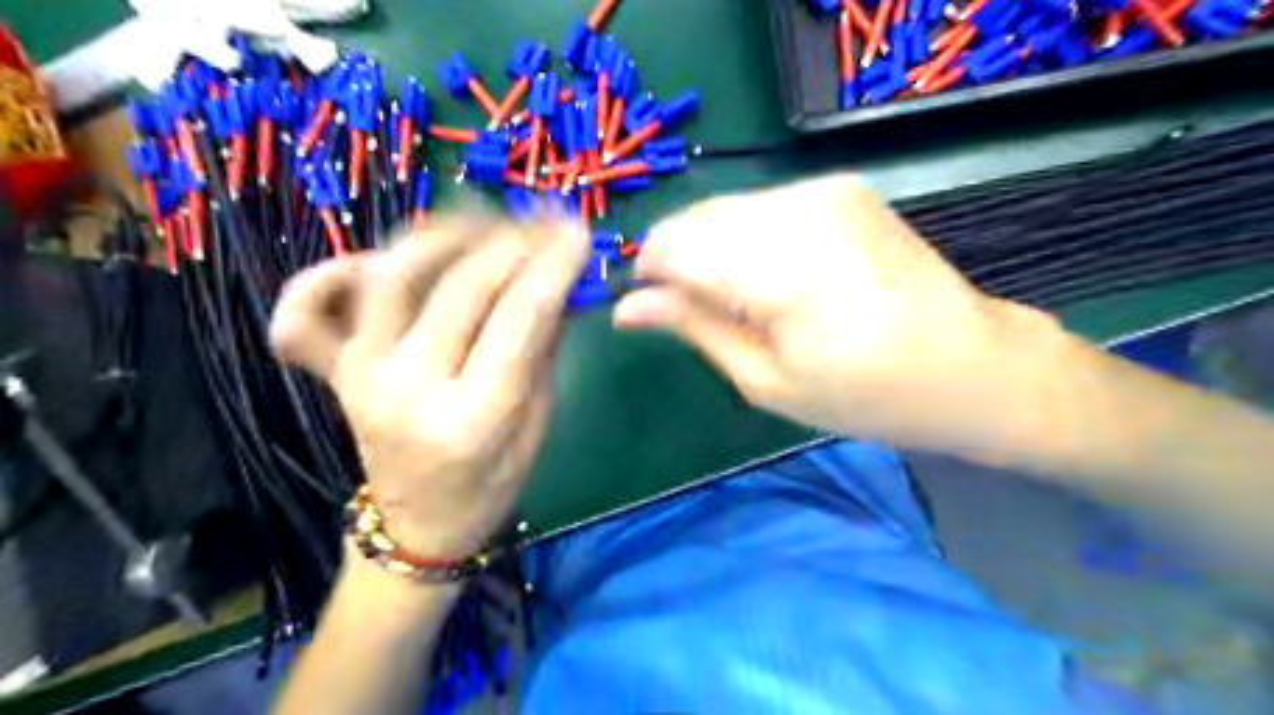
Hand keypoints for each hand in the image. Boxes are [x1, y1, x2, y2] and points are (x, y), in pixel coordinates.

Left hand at [272, 219, 588, 558]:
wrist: (418, 526)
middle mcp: (409, 392)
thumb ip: (544, 349)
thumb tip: (556, 281)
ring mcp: (361, 377)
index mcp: (474, 420)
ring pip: (392, 276)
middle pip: (463, 288)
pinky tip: (376, 260)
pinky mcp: (335, 371)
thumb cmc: (491, 482)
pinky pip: (305, 311)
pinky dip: (330, 273)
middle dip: (514, 242)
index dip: (553, 267)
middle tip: (544, 220)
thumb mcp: (538, 424)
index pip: (519, 319)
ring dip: (442, 235)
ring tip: (482, 221)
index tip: (578, 232)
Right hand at [613, 173, 1049, 458]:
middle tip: (697, 316)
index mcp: (783, 266)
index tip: (651, 312)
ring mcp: (824, 188)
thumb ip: (694, 329)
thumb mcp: (767, 380)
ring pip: (722, 209)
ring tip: (742, 303)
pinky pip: (759, 206)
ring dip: (710, 251)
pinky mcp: (839, 187)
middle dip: (677, 263)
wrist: (970, 365)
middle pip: (693, 219)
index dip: (648, 276)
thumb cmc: (867, 395)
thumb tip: (626, 306)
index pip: (672, 245)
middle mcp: (800, 207)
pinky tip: (772, 279)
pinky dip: (744, 239)